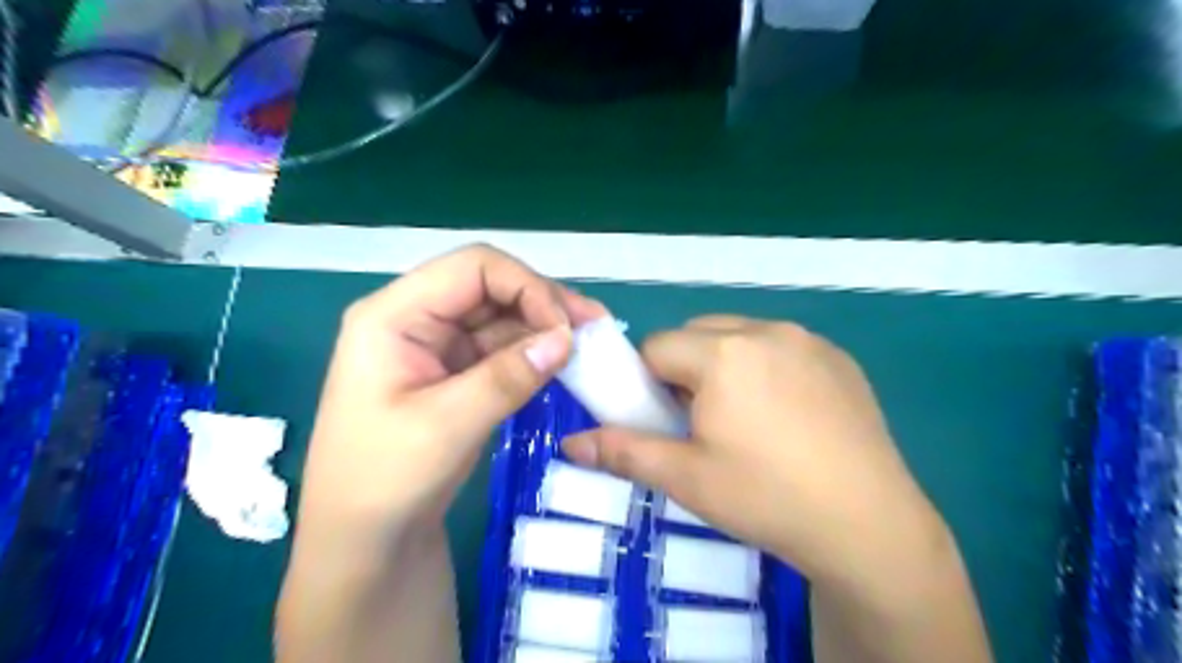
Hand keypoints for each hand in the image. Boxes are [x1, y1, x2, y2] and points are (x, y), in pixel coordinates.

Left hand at [294, 245, 607, 536]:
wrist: (363, 545)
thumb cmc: (383, 483)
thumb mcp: (446, 426)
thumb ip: (507, 376)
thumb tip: (567, 338)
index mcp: (394, 315)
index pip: (473, 268)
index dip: (527, 286)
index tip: (566, 328)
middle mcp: (415, 319)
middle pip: (490, 286)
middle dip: (543, 302)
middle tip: (595, 327)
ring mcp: (435, 347)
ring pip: (500, 316)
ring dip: (544, 326)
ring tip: (590, 343)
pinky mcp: (454, 374)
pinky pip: (500, 348)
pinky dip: (534, 352)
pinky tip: (564, 362)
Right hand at [561, 316, 944, 589]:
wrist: (868, 525)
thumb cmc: (765, 498)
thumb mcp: (686, 478)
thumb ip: (623, 451)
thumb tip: (570, 444)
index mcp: (724, 353)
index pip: (657, 347)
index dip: (649, 382)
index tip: (665, 419)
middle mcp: (765, 330)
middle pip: (698, 335)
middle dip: (686, 369)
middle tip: (702, 421)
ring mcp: (808, 340)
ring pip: (740, 337)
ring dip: (726, 365)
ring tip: (746, 420)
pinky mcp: (839, 358)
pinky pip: (782, 347)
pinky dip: (768, 367)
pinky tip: (787, 417)